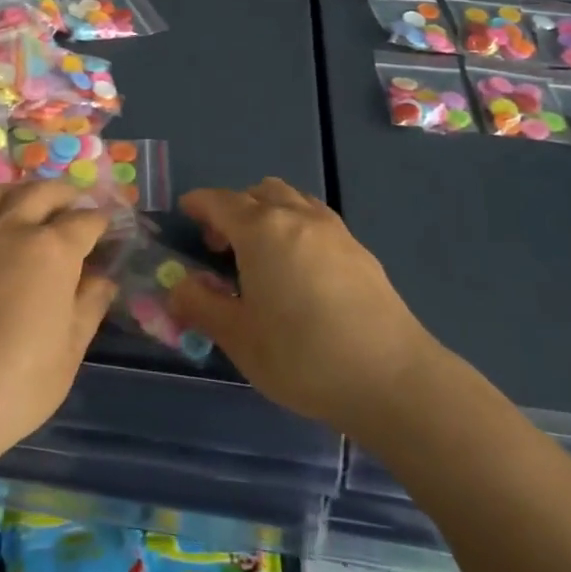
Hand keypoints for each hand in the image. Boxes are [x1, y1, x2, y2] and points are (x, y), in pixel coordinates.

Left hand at [0, 182, 117, 465]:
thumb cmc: (16, 384)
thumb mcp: (70, 350)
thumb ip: (90, 305)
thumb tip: (102, 279)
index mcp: (52, 248)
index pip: (86, 221)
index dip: (102, 223)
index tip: (108, 231)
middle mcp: (12, 225)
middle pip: (44, 192)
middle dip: (67, 197)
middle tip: (76, 212)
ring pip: (5, 191)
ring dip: (27, 193)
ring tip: (36, 207)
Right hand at [164, 178, 439, 438]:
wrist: (392, 379)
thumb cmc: (303, 356)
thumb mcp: (238, 338)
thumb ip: (201, 306)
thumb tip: (177, 288)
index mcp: (262, 230)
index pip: (220, 201)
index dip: (198, 203)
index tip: (184, 212)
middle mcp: (298, 217)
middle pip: (258, 192)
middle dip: (234, 208)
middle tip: (220, 244)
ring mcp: (334, 231)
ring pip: (292, 200)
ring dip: (268, 213)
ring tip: (260, 254)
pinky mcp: (360, 251)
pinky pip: (316, 220)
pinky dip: (296, 228)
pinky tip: (298, 270)